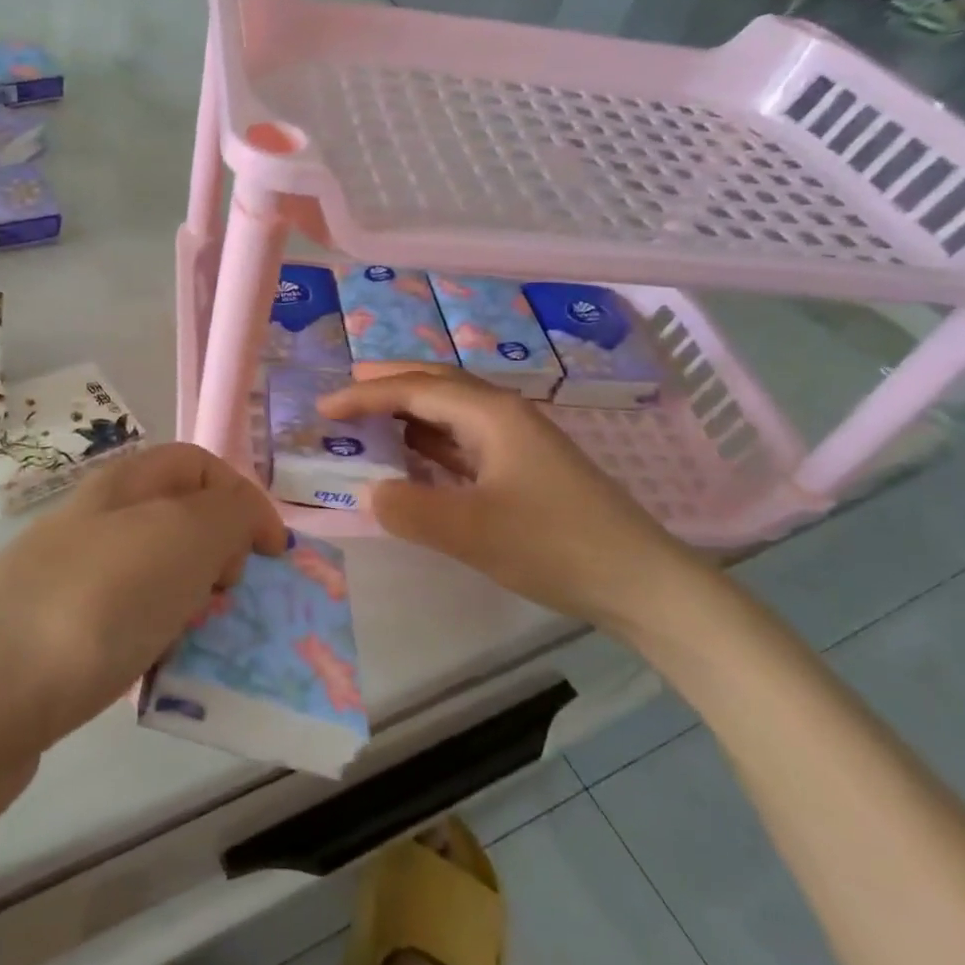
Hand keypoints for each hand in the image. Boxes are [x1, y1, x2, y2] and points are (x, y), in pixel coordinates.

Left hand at [0, 444, 285, 824]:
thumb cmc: (94, 604)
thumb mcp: (182, 538)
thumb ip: (230, 513)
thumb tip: (240, 520)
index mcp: (123, 485)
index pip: (199, 464)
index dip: (245, 498)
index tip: (273, 554)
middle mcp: (92, 521)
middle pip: (176, 520)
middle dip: (219, 554)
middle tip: (229, 598)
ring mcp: (65, 579)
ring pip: (151, 575)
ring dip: (188, 601)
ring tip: (196, 640)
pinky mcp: (50, 636)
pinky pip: (121, 623)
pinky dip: (151, 639)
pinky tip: (150, 671)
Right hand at [319, 369, 707, 632]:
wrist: (640, 581)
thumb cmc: (554, 545)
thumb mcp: (471, 531)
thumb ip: (410, 509)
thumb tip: (372, 493)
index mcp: (490, 414)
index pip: (415, 390)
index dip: (365, 395)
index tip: (324, 407)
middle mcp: (504, 415)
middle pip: (437, 384)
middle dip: (390, 383)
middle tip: (346, 388)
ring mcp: (518, 442)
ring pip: (452, 412)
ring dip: (410, 410)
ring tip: (372, 417)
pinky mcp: (525, 469)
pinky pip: (465, 441)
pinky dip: (432, 441)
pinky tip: (418, 457)